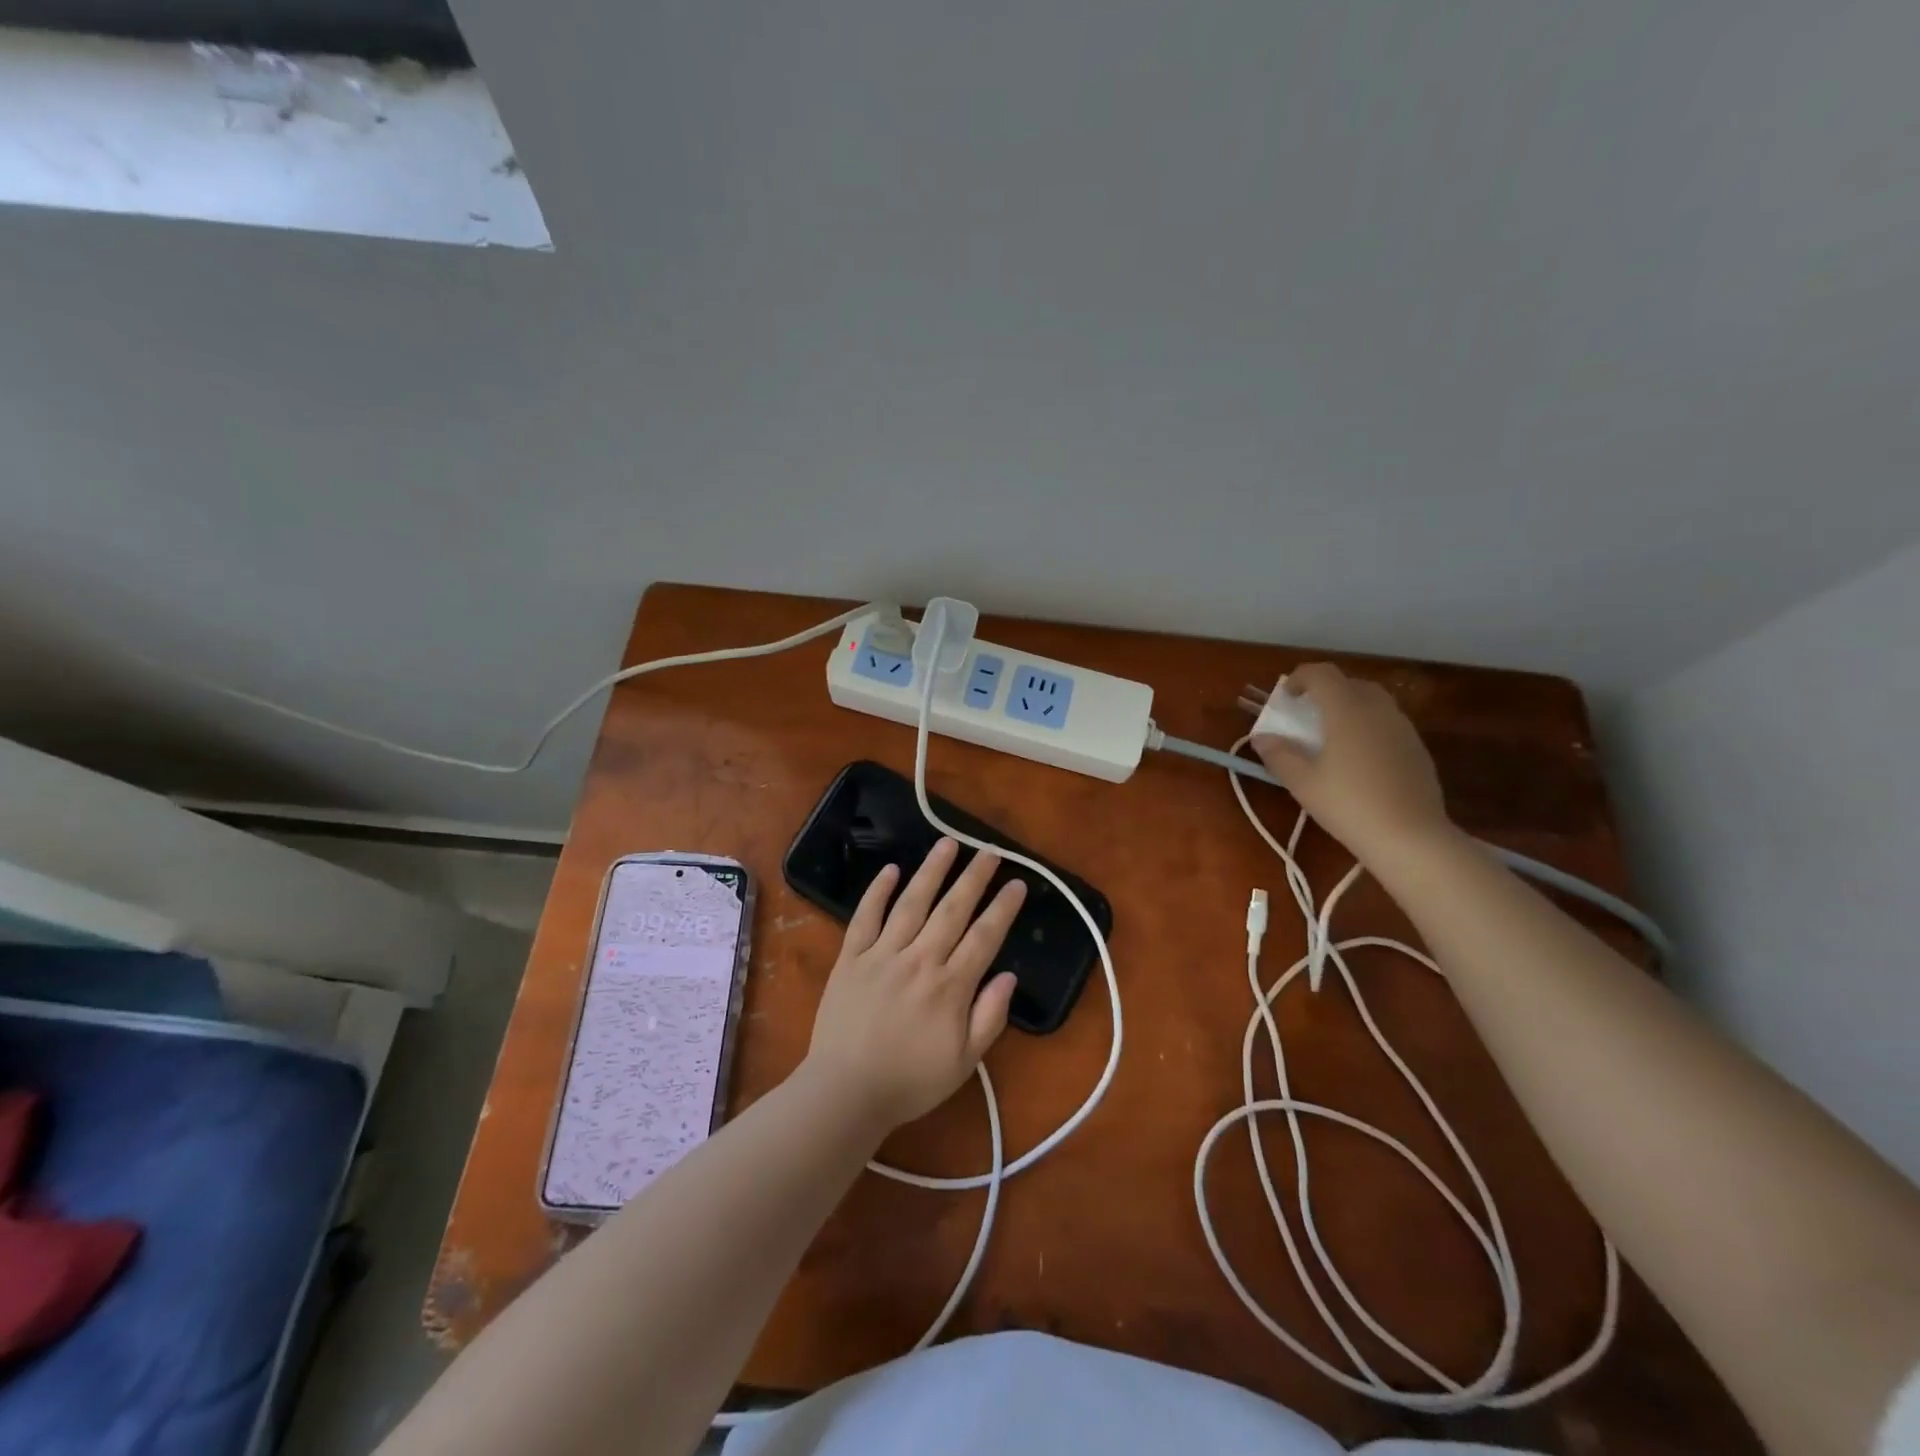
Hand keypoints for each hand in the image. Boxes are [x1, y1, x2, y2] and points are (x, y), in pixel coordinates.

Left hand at [802, 838, 1026, 1133]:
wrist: (845, 1092)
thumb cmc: (910, 1081)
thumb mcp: (964, 1062)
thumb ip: (989, 1017)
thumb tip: (1009, 976)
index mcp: (950, 986)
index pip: (984, 936)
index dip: (1003, 907)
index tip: (1017, 883)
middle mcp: (919, 960)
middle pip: (952, 909)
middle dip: (974, 877)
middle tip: (990, 850)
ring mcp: (882, 955)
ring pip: (911, 903)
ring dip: (931, 871)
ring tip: (947, 843)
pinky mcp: (851, 958)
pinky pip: (865, 917)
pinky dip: (877, 891)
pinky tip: (891, 870)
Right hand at [1250, 663, 1452, 864]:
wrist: (1410, 837)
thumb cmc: (1348, 804)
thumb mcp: (1302, 783)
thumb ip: (1279, 755)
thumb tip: (1262, 738)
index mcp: (1346, 710)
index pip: (1322, 674)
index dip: (1300, 678)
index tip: (1286, 698)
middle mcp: (1378, 710)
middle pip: (1350, 683)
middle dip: (1326, 692)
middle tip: (1308, 716)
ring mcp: (1403, 728)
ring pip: (1373, 702)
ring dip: (1349, 709)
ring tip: (1332, 738)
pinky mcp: (1417, 749)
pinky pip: (1388, 724)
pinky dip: (1368, 727)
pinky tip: (1359, 760)